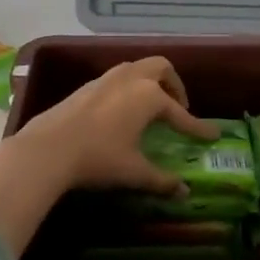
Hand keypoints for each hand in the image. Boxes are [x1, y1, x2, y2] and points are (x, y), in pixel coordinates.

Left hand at [10, 57, 219, 193]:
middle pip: (161, 67)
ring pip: (136, 68)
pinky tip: (120, 111)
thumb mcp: (134, 172)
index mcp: (149, 96)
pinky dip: (127, 88)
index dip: (197, 126)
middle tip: (177, 107)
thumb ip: (162, 180)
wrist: (47, 149)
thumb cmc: (98, 158)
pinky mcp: (85, 86)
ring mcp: (105, 79)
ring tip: (150, 106)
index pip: (180, 113)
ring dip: (149, 81)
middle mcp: (130, 79)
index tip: (212, 134)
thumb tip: (184, 192)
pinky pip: (116, 78)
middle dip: (174, 84)